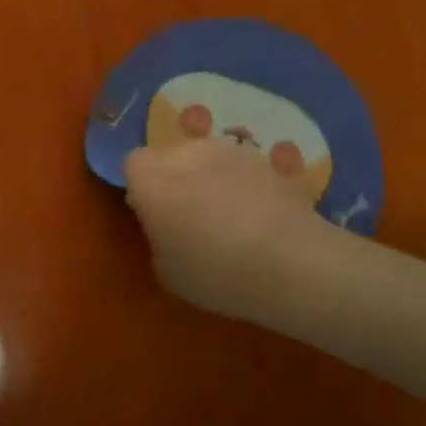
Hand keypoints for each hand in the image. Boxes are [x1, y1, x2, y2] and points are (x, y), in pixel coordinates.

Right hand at [123, 138, 328, 326]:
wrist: (291, 262)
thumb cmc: (217, 274)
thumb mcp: (168, 272)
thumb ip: (157, 236)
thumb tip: (165, 223)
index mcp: (152, 181)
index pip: (133, 163)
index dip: (140, 185)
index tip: (152, 214)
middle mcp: (186, 154)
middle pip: (170, 156)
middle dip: (174, 178)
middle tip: (190, 217)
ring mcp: (228, 151)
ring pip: (206, 158)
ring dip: (209, 177)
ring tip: (229, 216)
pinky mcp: (263, 158)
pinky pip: (240, 168)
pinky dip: (243, 184)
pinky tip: (260, 216)